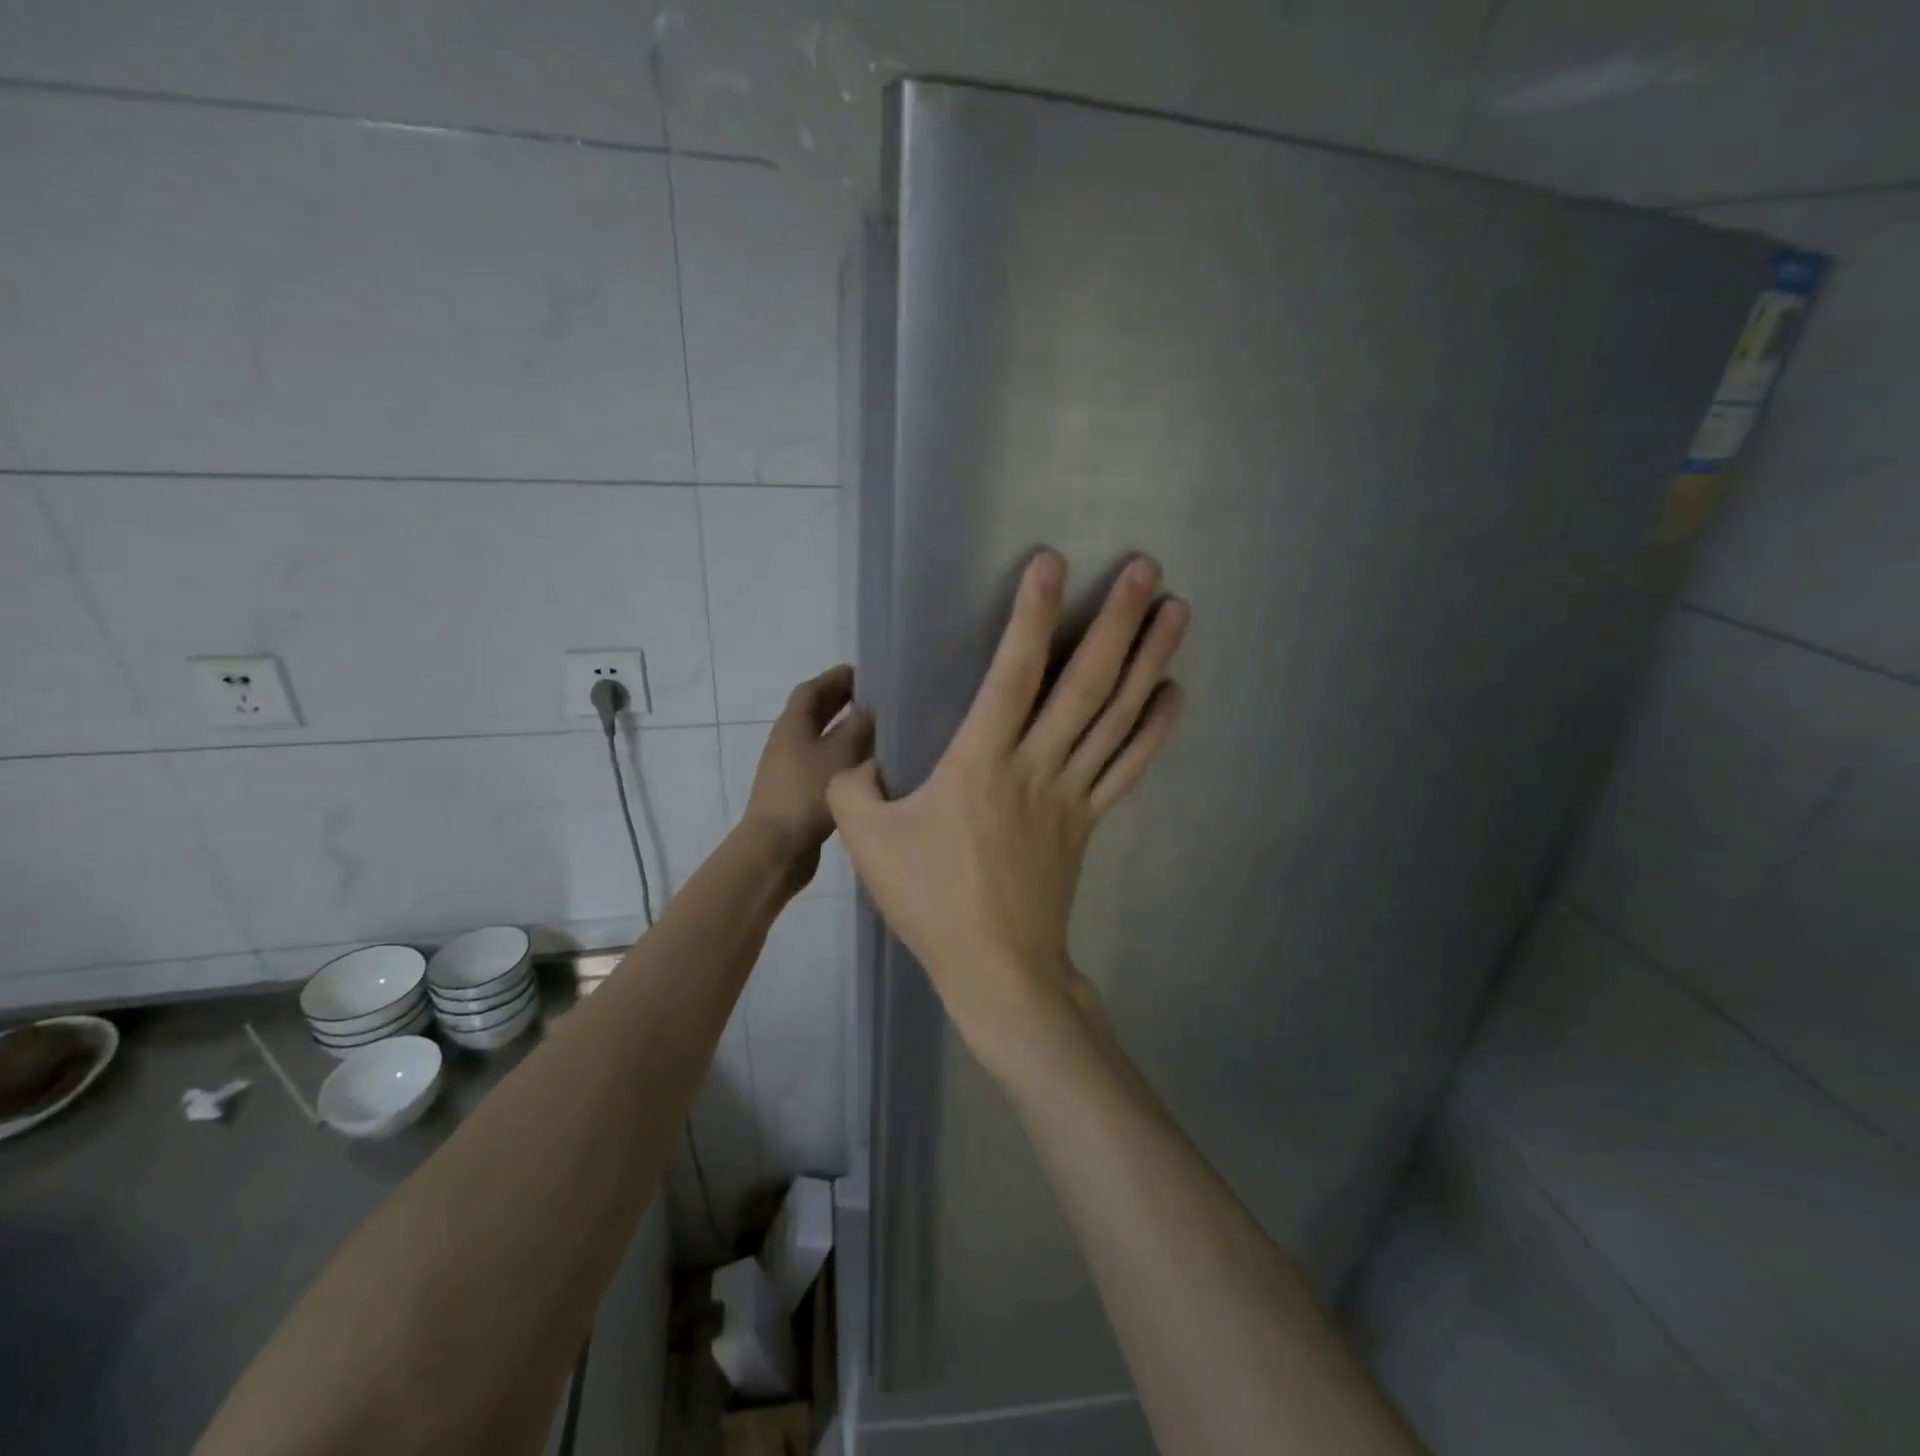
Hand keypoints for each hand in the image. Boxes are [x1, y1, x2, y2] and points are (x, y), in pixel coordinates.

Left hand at [744, 665, 874, 887]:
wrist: (776, 848)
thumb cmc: (807, 793)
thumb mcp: (841, 754)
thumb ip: (860, 727)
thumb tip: (873, 707)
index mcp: (793, 724)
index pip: (812, 689)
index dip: (836, 678)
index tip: (865, 672)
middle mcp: (788, 741)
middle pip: (815, 713)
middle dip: (842, 702)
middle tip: (876, 698)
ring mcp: (790, 769)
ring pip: (821, 740)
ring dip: (846, 732)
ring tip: (879, 731)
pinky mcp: (799, 793)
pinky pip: (824, 764)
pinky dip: (844, 758)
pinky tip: (867, 768)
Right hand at [828, 552, 1187, 1072]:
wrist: (996, 968)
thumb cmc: (930, 900)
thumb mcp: (866, 840)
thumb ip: (855, 786)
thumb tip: (864, 757)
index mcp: (981, 761)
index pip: (1013, 672)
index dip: (1032, 614)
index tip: (1053, 563)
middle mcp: (1037, 764)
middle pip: (1086, 682)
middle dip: (1118, 621)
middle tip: (1149, 569)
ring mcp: (1072, 792)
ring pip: (1117, 716)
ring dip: (1150, 660)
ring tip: (1178, 611)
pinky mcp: (1089, 819)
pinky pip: (1128, 766)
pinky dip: (1155, 728)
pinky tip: (1174, 692)